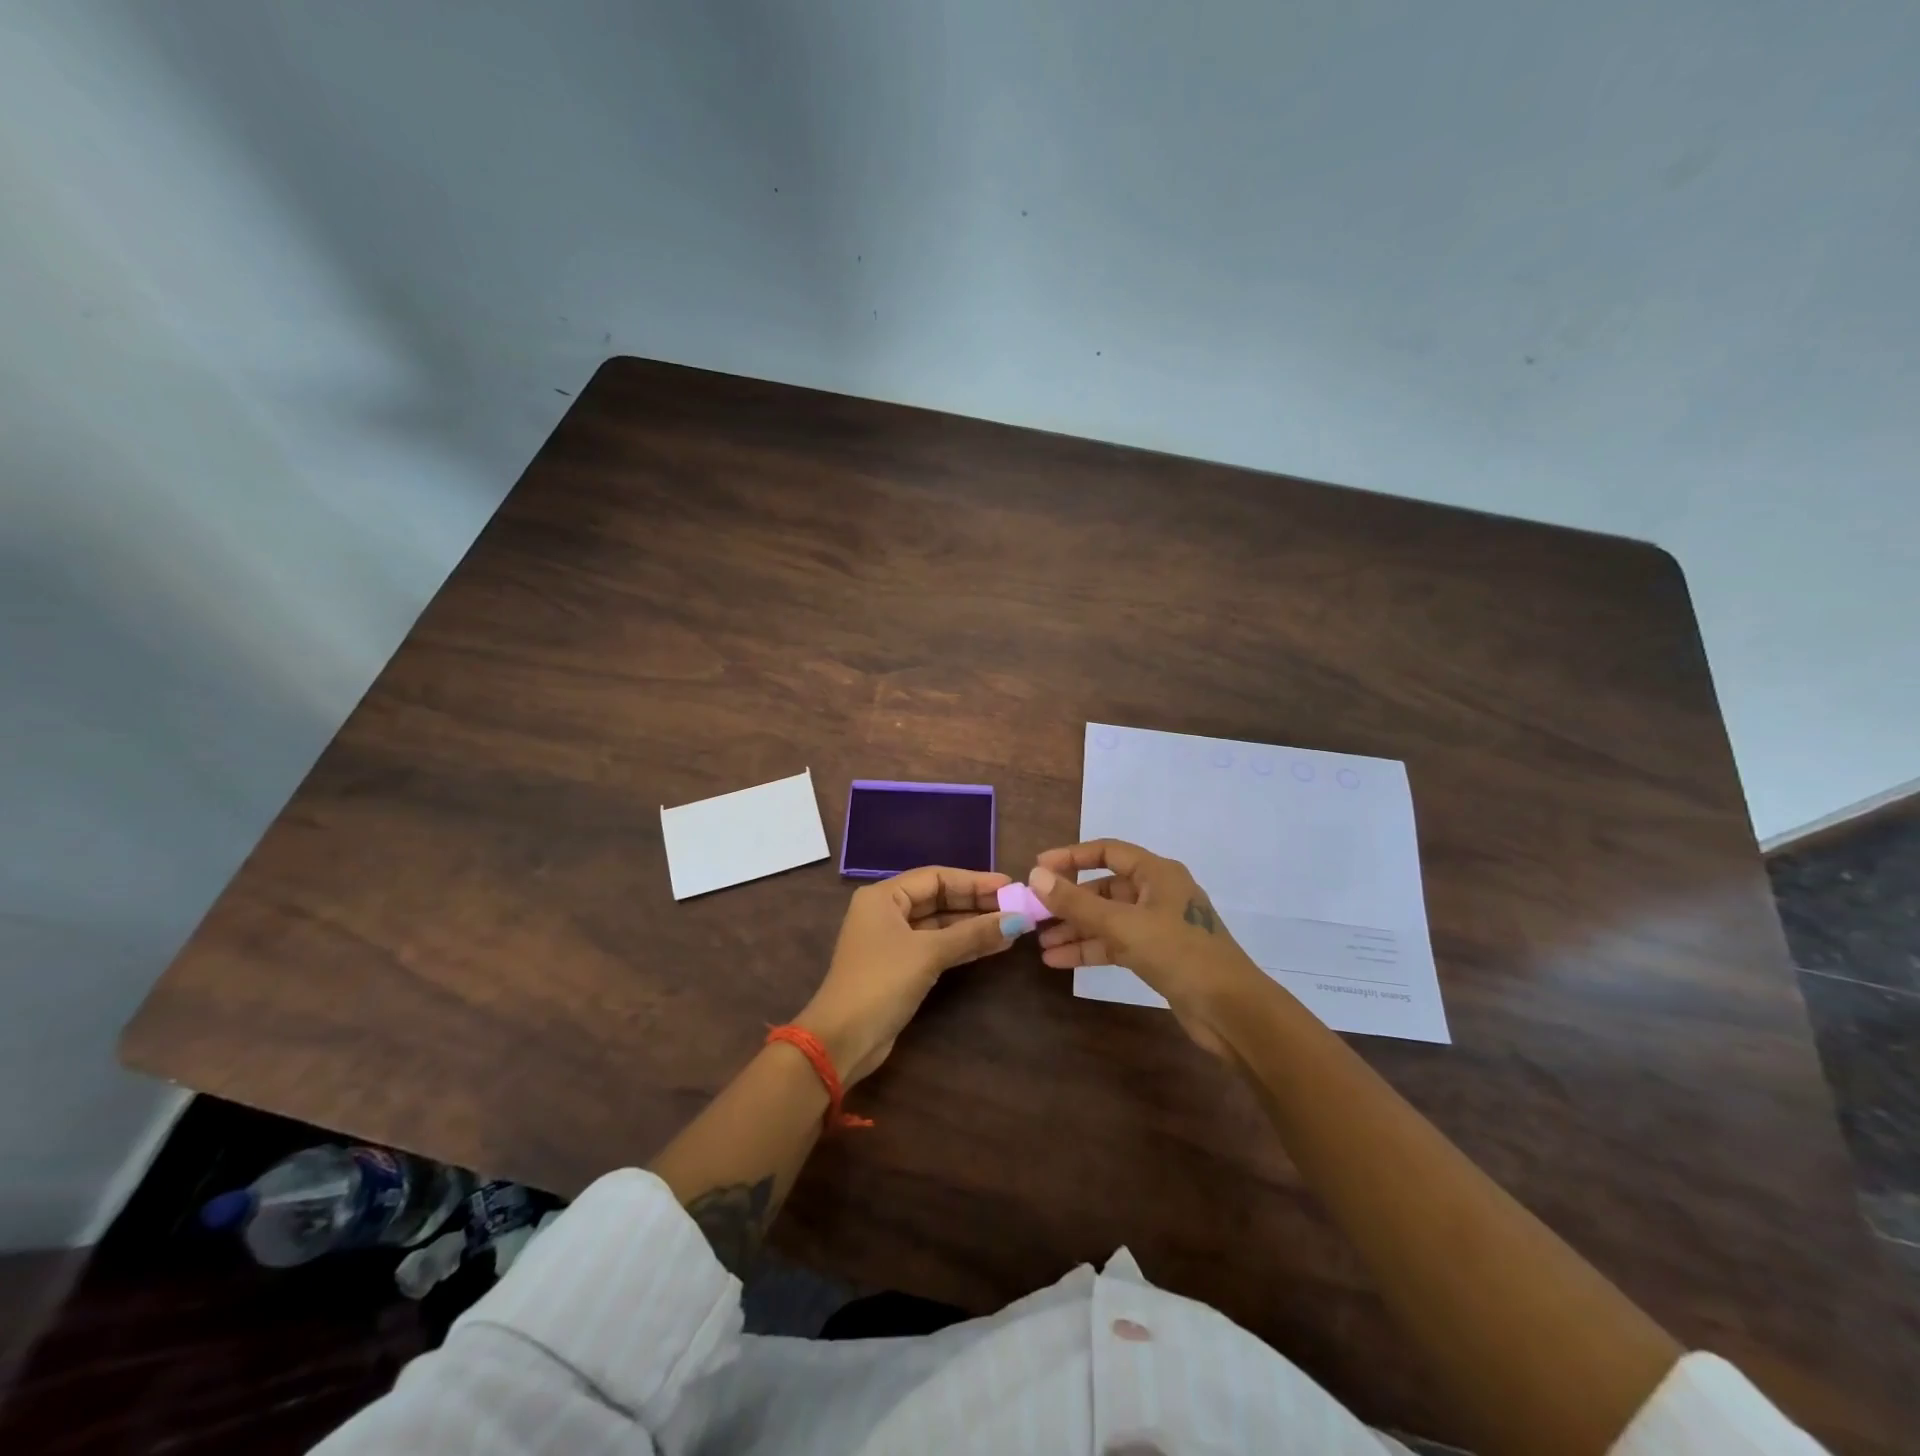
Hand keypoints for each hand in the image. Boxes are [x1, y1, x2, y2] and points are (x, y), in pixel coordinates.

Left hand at [797, 866, 1033, 1085]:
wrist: (843, 1039)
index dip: (973, 880)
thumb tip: (1017, 920)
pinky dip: (963, 945)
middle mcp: (886, 912)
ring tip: (1013, 926)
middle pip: (938, 898)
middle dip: (976, 903)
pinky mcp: (901, 967)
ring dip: (973, 925)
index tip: (1009, 886)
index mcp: (883, 896)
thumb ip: (973, 934)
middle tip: (1016, 906)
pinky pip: (937, 946)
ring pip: (940, 924)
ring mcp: (893, 941)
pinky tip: (993, 946)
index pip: (936, 877)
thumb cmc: (881, 982)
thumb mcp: (929, 953)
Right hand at [1027, 839, 1266, 1056]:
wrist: (1231, 1010)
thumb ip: (1076, 902)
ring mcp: (1158, 925)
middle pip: (1104, 888)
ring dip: (1075, 929)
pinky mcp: (1158, 954)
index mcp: (1157, 873)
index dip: (1071, 857)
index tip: (1038, 869)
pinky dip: (1090, 949)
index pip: (1107, 851)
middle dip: (1069, 901)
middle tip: (1035, 913)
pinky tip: (1059, 961)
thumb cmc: (1179, 954)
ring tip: (1041, 944)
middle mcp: (1157, 893)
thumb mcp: (1122, 925)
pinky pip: (1116, 943)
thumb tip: (1035, 876)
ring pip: (1107, 919)